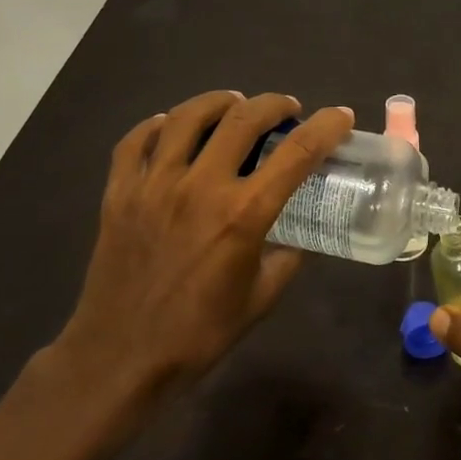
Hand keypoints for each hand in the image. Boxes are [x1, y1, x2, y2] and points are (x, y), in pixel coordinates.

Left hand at [48, 91, 353, 428]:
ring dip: (218, 102)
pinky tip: (170, 126)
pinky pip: (135, 141)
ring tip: (233, 104)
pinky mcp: (119, 193)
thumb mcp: (261, 298)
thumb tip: (301, 235)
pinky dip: (157, 125)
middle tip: (286, 109)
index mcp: (243, 214)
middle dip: (273, 104)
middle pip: (242, 119)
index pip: (297, 153)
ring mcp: (154, 185)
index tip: (341, 116)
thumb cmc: (199, 333)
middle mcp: (200, 187)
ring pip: (186, 117)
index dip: (326, 127)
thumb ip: (288, 258)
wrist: (120, 358)